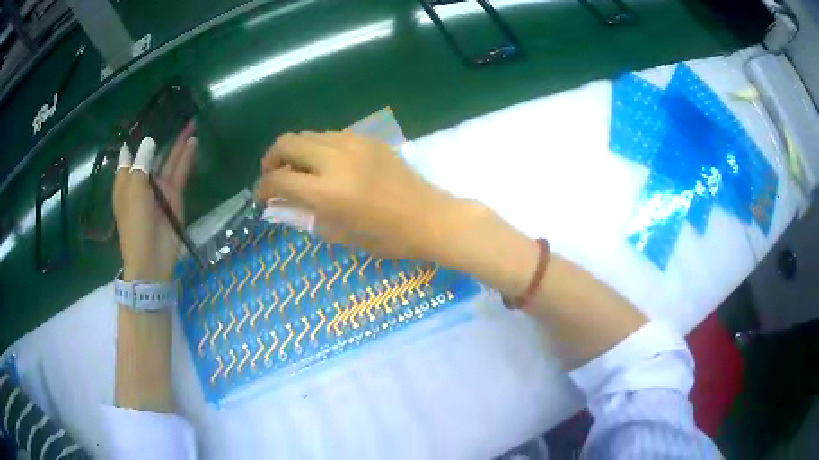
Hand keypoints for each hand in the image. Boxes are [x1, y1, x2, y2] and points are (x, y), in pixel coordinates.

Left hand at [113, 123, 196, 281]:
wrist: (151, 258)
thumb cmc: (134, 224)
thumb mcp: (134, 189)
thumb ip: (142, 163)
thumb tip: (150, 141)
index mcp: (126, 180)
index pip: (130, 152)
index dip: (137, 136)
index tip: (146, 116)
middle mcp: (142, 180)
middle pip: (152, 152)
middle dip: (161, 134)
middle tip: (172, 112)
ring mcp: (159, 188)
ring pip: (168, 159)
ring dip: (177, 142)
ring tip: (188, 121)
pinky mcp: (174, 196)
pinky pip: (180, 171)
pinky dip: (186, 157)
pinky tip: (193, 140)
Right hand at [255, 131, 474, 260]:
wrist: (429, 217)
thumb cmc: (386, 237)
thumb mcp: (338, 235)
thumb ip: (303, 215)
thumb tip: (278, 203)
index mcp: (328, 192)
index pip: (279, 179)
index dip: (262, 188)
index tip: (261, 196)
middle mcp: (336, 160)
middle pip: (287, 142)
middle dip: (272, 158)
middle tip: (274, 176)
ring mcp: (354, 144)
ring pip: (308, 134)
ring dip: (295, 151)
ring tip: (299, 170)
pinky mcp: (368, 139)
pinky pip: (331, 135)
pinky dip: (318, 147)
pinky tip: (326, 165)